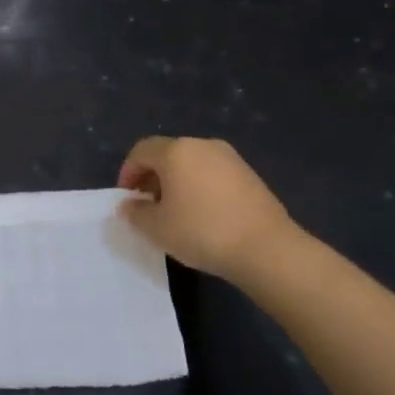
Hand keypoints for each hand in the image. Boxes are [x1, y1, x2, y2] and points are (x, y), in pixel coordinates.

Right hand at [118, 136, 300, 283]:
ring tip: (176, 213)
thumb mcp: (156, 228)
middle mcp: (203, 145)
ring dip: (177, 182)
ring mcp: (230, 158)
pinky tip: (204, 215)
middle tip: (148, 206)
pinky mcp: (250, 175)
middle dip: (152, 177)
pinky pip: (213, 174)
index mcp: (176, 151)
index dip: (128, 173)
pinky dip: (200, 187)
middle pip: (167, 154)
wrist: (267, 249)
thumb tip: (129, 205)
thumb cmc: (202, 232)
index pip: (141, 151)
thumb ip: (135, 213)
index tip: (127, 199)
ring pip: (192, 163)